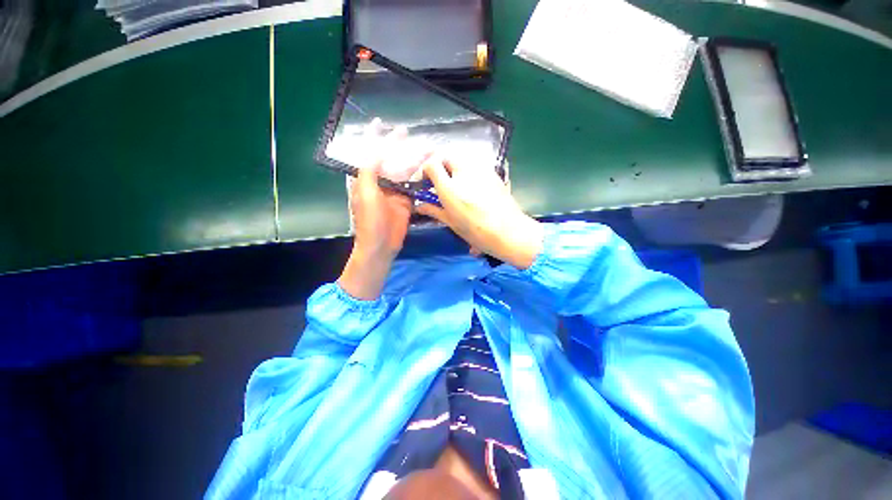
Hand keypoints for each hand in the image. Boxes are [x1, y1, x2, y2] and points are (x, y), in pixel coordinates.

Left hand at [338, 128, 416, 300]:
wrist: (381, 244)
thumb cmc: (370, 220)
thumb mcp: (365, 194)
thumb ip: (369, 172)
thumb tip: (375, 151)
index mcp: (366, 179)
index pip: (370, 153)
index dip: (374, 137)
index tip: (379, 122)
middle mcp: (380, 182)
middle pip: (390, 159)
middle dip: (398, 145)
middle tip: (407, 131)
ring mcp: (394, 192)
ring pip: (405, 172)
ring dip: (415, 161)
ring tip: (428, 149)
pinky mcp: (406, 202)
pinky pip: (414, 187)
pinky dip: (421, 178)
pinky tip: (429, 169)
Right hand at [417, 158, 543, 268]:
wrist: (509, 231)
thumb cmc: (477, 231)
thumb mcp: (452, 222)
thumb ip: (434, 210)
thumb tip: (420, 206)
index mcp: (450, 188)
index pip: (431, 164)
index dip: (425, 171)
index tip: (426, 184)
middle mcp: (464, 172)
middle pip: (446, 157)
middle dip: (440, 168)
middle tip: (441, 184)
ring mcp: (480, 170)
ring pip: (461, 160)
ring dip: (454, 169)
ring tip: (457, 186)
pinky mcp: (492, 172)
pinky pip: (475, 166)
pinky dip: (468, 172)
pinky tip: (472, 188)